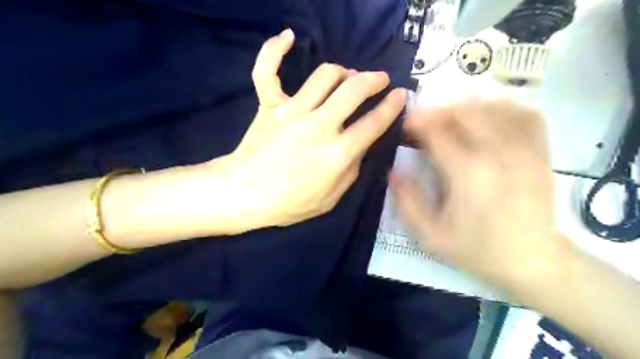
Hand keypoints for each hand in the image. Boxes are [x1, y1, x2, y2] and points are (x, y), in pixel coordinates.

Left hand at [204, 30, 403, 228]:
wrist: (245, 195)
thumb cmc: (290, 203)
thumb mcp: (332, 198)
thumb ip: (351, 170)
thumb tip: (359, 146)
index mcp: (338, 153)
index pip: (375, 122)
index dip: (393, 106)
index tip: (401, 95)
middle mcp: (319, 125)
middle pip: (354, 89)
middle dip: (375, 80)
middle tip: (381, 79)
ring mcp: (292, 111)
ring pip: (324, 75)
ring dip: (343, 72)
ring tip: (348, 77)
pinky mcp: (269, 105)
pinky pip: (268, 70)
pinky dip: (275, 50)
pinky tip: (288, 37)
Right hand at [392, 100, 566, 291]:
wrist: (532, 260)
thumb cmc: (477, 248)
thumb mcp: (431, 235)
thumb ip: (407, 202)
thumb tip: (393, 171)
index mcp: (466, 173)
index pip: (437, 131)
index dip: (417, 122)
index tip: (406, 125)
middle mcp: (497, 153)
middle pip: (465, 111)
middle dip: (439, 110)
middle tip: (426, 121)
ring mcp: (523, 149)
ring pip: (494, 106)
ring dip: (467, 106)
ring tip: (453, 118)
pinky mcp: (540, 152)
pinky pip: (525, 114)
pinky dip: (504, 107)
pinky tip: (490, 116)